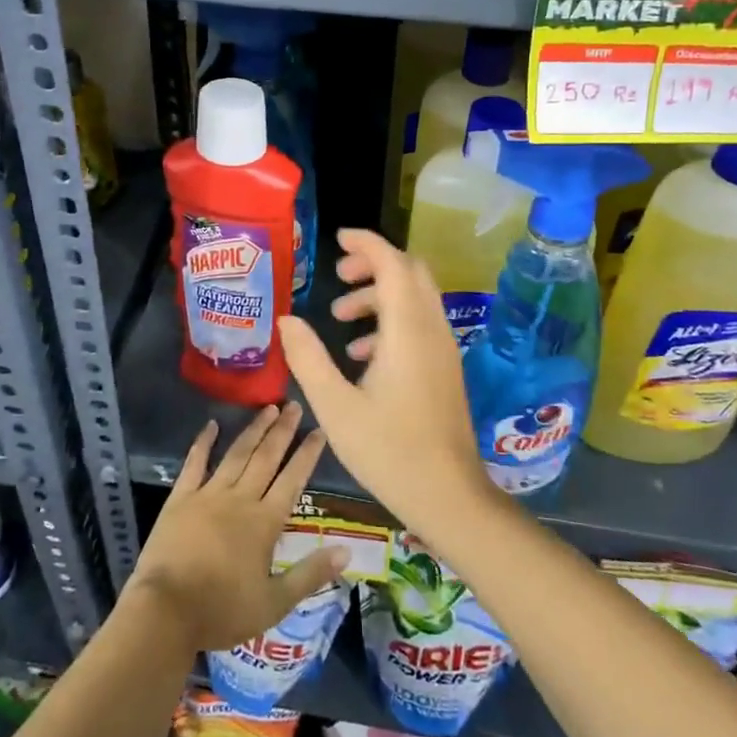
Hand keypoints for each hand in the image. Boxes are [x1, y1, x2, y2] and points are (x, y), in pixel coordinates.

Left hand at [126, 403, 347, 651]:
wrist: (166, 612)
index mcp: (265, 523)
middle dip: (282, 431)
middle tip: (293, 404)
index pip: (292, 480)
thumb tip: (346, 550)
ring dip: (253, 430)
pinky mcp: (180, 498)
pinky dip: (203, 443)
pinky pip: (194, 464)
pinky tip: (211, 425)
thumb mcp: (274, 603)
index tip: (318, 430)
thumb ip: (310, 574)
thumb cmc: (222, 611)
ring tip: (267, 408)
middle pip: (266, 458)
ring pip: (237, 455)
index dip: (306, 454)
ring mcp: (208, 495)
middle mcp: (240, 499)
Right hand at [277, 228, 494, 534]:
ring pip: (415, 299)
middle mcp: (432, 330)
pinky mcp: (444, 369)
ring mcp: (443, 350)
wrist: (449, 496)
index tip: (337, 240)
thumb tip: (287, 320)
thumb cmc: (389, 451)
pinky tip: (360, 354)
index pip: (393, 264)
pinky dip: (391, 321)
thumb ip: (308, 358)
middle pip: (410, 273)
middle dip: (374, 264)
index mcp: (407, 331)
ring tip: (340, 316)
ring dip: (379, 295)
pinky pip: (419, 324)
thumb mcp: (335, 406)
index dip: (367, 244)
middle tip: (338, 275)